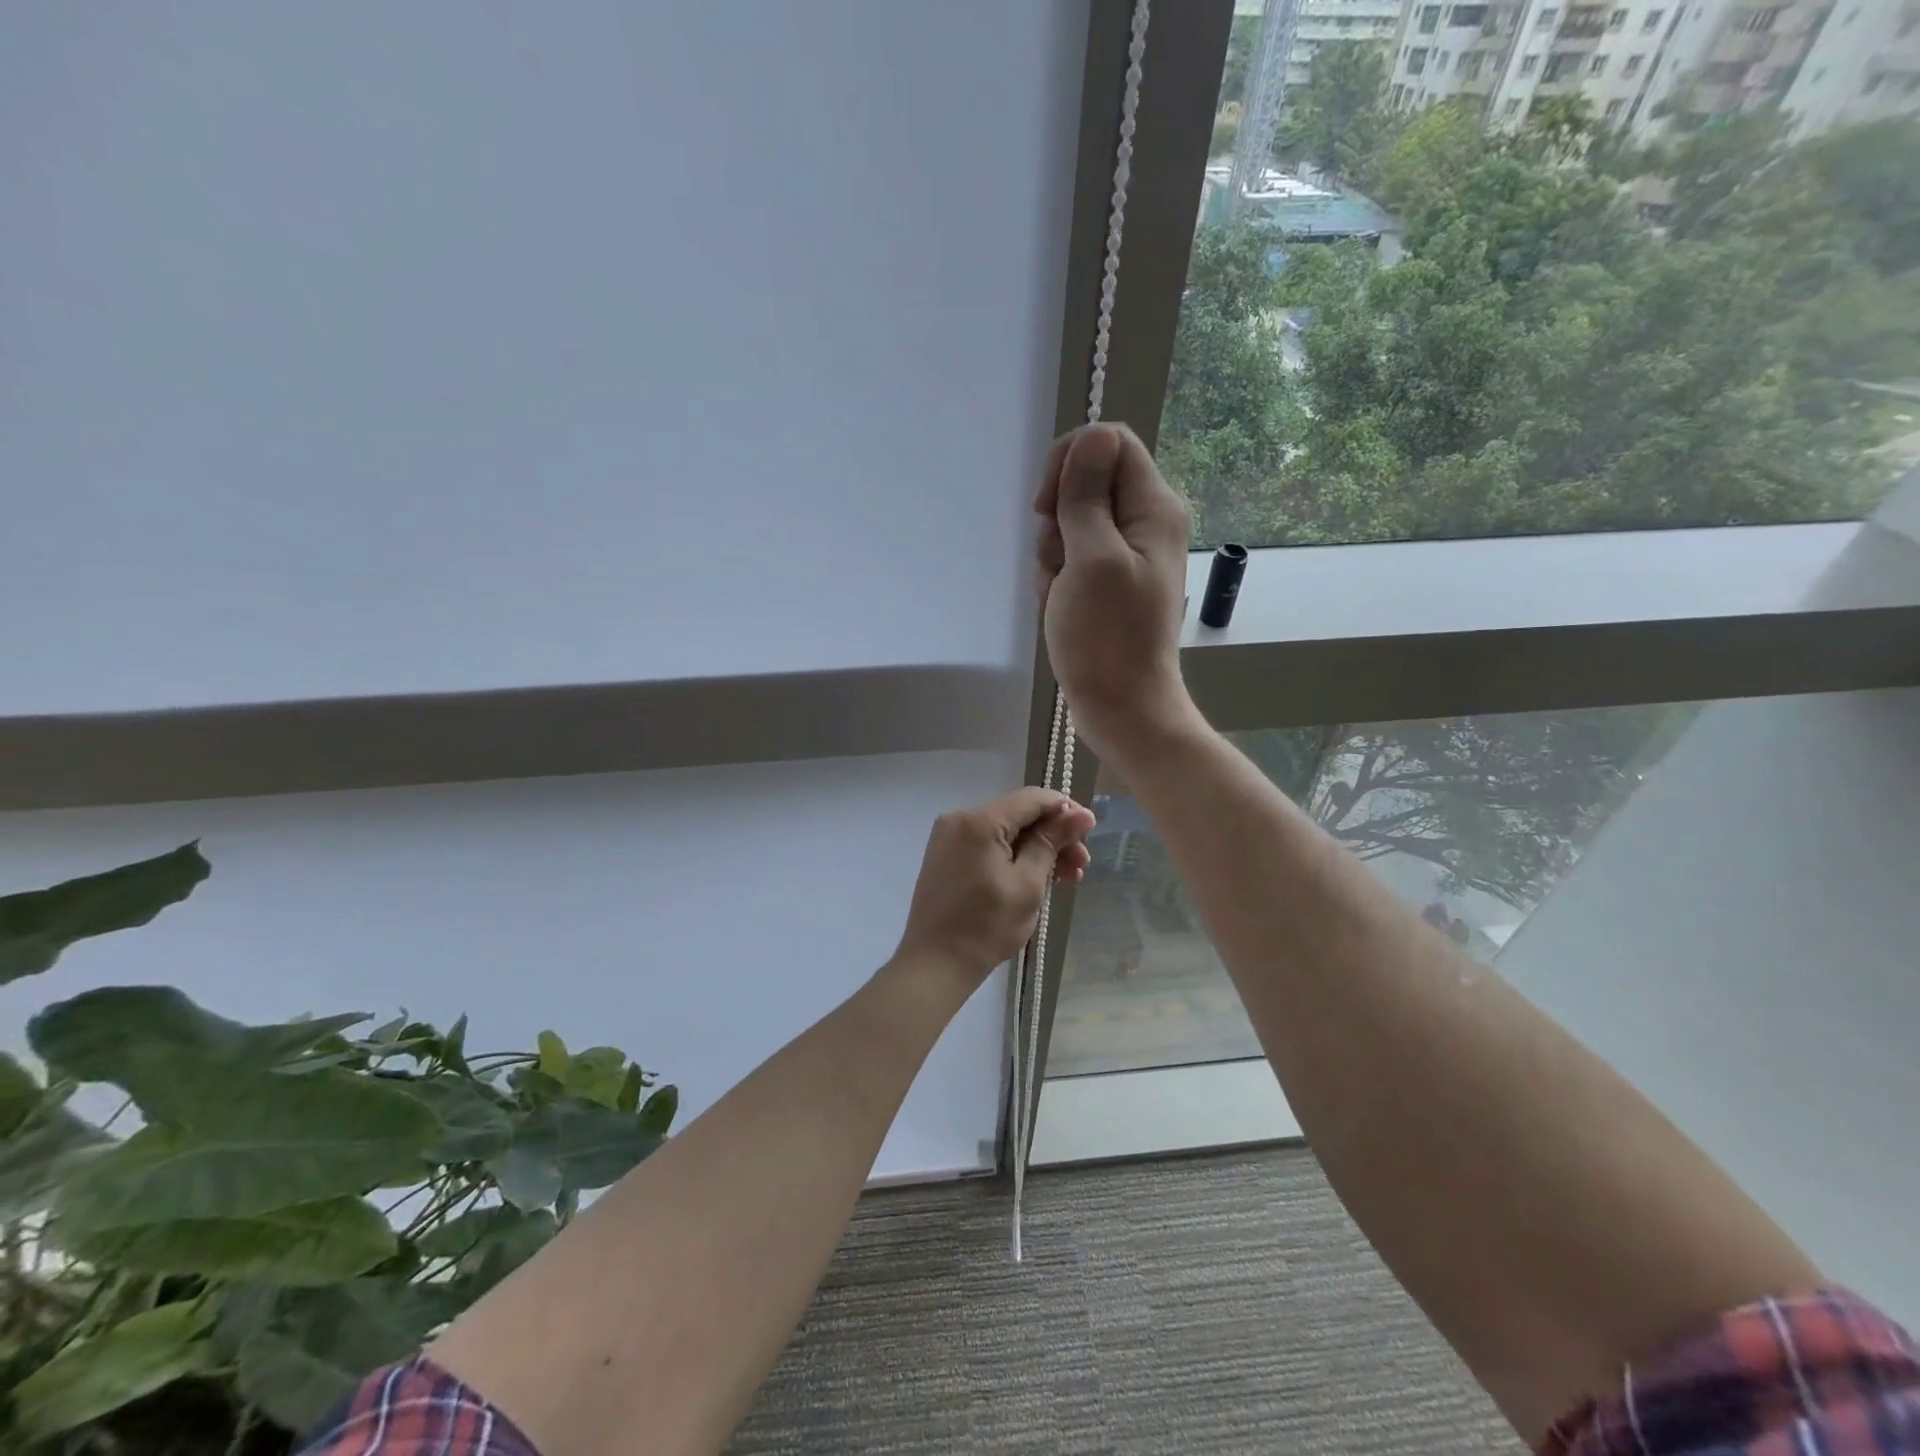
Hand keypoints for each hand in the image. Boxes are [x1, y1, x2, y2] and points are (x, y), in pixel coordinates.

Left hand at [893, 788, 1096, 986]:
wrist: (935, 963)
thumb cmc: (987, 926)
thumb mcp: (1028, 883)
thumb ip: (1052, 842)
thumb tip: (1081, 814)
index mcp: (980, 820)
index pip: (1032, 798)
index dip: (1065, 809)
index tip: (1091, 830)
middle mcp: (960, 818)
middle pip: (1018, 815)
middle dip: (1054, 835)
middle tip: (1082, 864)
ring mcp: (950, 837)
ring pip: (1005, 831)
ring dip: (1036, 849)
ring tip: (1067, 877)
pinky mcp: (947, 856)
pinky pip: (988, 845)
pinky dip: (1013, 857)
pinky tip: (1038, 878)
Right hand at [1035, 424, 1196, 762]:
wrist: (1122, 706)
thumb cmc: (1107, 638)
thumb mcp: (1092, 560)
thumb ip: (1087, 496)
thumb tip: (1090, 435)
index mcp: (1153, 507)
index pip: (1109, 442)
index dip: (1070, 461)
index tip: (1045, 505)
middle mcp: (1144, 522)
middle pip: (1085, 483)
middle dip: (1057, 519)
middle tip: (1062, 562)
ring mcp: (1124, 554)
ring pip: (1070, 523)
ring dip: (1053, 556)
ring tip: (1063, 594)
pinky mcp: (1107, 581)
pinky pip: (1070, 558)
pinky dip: (1057, 579)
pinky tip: (1062, 608)